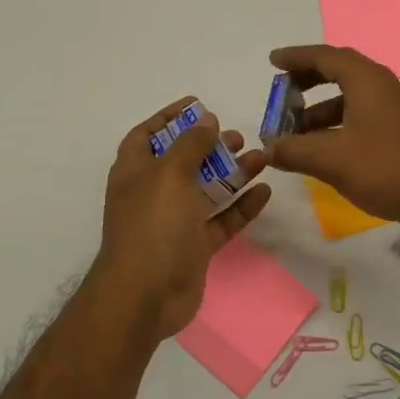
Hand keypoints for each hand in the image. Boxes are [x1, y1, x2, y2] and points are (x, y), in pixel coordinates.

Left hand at [93, 98, 270, 340]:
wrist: (146, 294)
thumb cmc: (153, 224)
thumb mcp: (170, 173)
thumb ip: (191, 144)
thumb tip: (206, 119)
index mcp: (135, 171)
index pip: (147, 135)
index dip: (169, 118)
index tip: (198, 104)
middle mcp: (153, 193)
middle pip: (183, 161)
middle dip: (209, 146)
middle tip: (237, 137)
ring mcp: (174, 221)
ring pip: (207, 189)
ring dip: (232, 173)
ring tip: (260, 157)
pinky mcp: (194, 246)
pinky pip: (221, 220)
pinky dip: (241, 206)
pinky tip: (264, 191)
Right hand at [264, 45, 399, 238]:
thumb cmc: (387, 169)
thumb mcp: (332, 160)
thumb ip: (295, 150)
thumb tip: (269, 147)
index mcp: (366, 81)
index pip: (325, 56)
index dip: (296, 57)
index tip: (272, 62)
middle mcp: (381, 86)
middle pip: (338, 71)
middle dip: (306, 81)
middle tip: (281, 95)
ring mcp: (393, 108)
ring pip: (349, 96)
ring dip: (319, 109)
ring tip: (294, 132)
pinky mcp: (399, 130)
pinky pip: (360, 114)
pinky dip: (337, 123)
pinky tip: (322, 149)